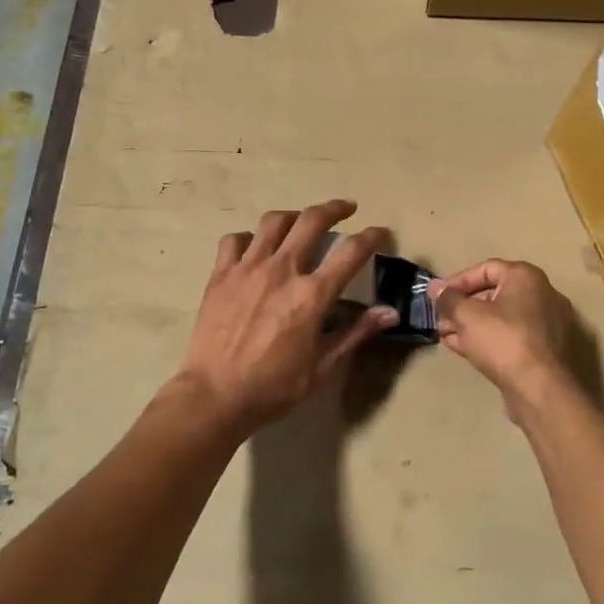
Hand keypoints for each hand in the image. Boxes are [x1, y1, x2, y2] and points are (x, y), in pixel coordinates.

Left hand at [174, 199, 396, 436]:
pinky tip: (254, 247)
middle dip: (334, 209)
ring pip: (273, 222)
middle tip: (346, 208)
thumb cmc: (273, 387)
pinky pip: (235, 240)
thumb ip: (355, 333)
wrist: (214, 395)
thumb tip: (390, 312)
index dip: (371, 237)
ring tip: (300, 221)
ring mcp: (247, 268)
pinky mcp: (220, 275)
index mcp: (311, 295)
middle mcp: (281, 270)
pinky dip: (249, 237)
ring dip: (293, 216)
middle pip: (311, 221)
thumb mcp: (322, 366)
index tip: (380, 232)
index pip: (351, 252)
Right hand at [429, 260, 576, 410]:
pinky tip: (463, 348)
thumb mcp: (467, 316)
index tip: (437, 296)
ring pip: (501, 318)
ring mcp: (546, 324)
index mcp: (526, 278)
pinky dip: (488, 338)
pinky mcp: (544, 350)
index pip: (486, 269)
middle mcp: (541, 295)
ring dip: (471, 324)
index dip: (457, 281)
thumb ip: (449, 299)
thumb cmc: (504, 341)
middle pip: (493, 294)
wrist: (541, 390)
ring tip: (445, 335)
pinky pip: (510, 336)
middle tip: (440, 318)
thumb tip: (435, 288)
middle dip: (462, 306)